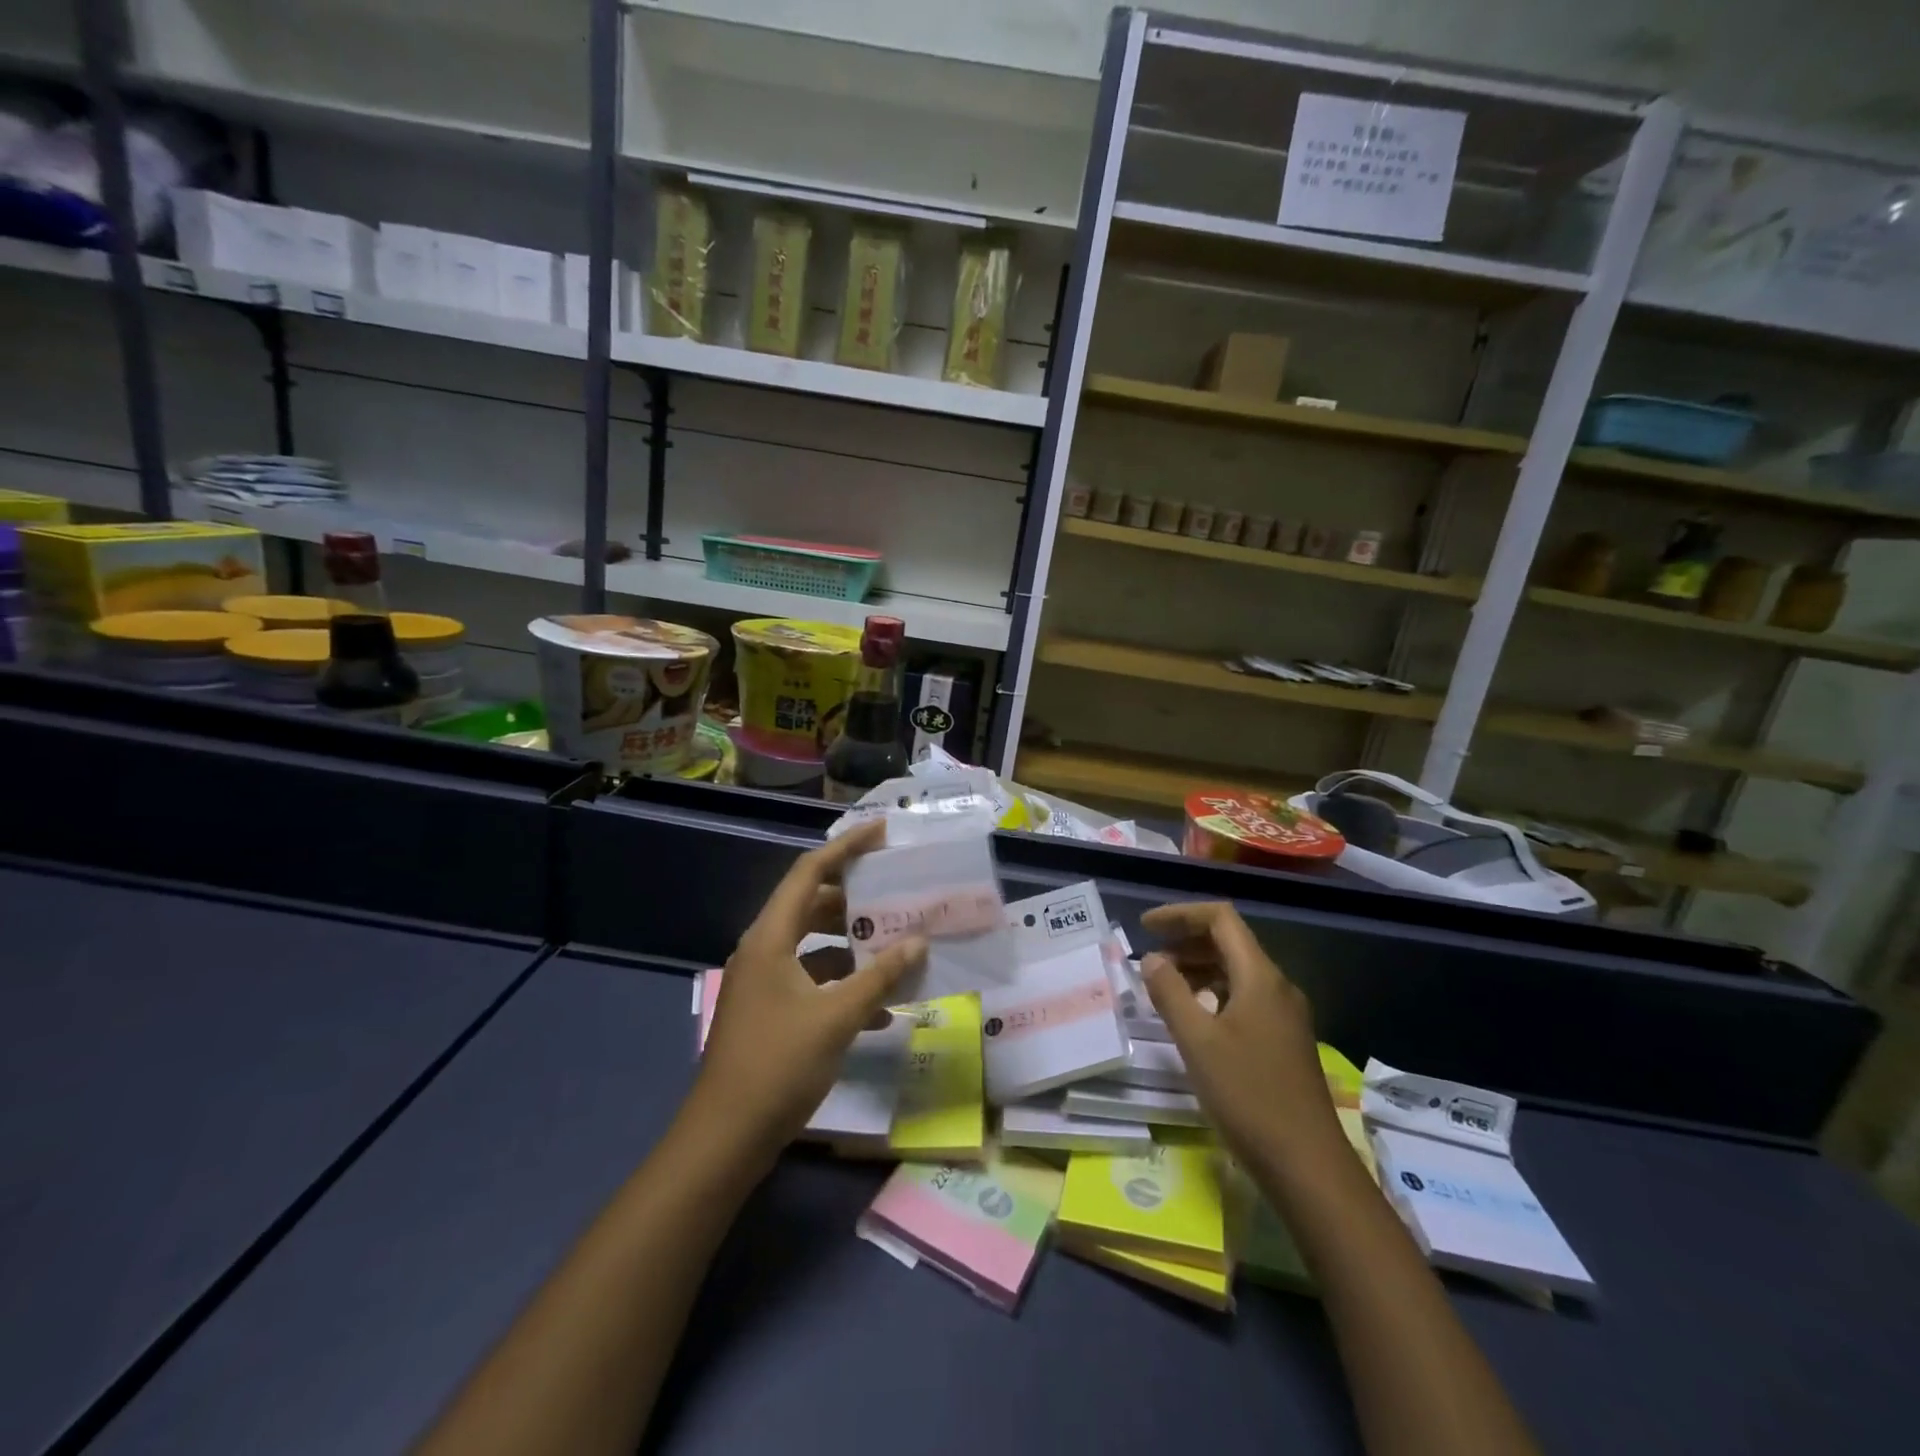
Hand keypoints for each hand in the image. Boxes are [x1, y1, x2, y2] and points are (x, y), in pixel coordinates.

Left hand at [693, 820, 927, 1157]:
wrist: (725, 1139)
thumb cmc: (778, 1066)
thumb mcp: (837, 1018)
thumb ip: (879, 977)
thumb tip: (918, 942)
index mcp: (771, 938)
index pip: (809, 872)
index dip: (846, 847)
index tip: (882, 832)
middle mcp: (764, 950)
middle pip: (812, 905)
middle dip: (855, 897)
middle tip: (896, 889)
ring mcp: (765, 983)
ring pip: (815, 945)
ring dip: (853, 944)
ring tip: (897, 943)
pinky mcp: (772, 1012)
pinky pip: (813, 980)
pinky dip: (844, 984)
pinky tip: (881, 1007)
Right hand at [1140, 901, 1345, 1177]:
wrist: (1307, 1166)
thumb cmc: (1248, 1096)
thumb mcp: (1197, 1041)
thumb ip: (1170, 992)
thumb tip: (1152, 958)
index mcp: (1260, 977)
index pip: (1220, 918)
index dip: (1180, 914)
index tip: (1145, 926)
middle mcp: (1277, 987)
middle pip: (1229, 943)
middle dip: (1186, 942)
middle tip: (1149, 960)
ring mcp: (1284, 1015)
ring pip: (1236, 972)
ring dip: (1198, 970)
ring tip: (1163, 988)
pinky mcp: (1284, 1041)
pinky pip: (1244, 998)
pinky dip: (1213, 995)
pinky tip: (1193, 1020)